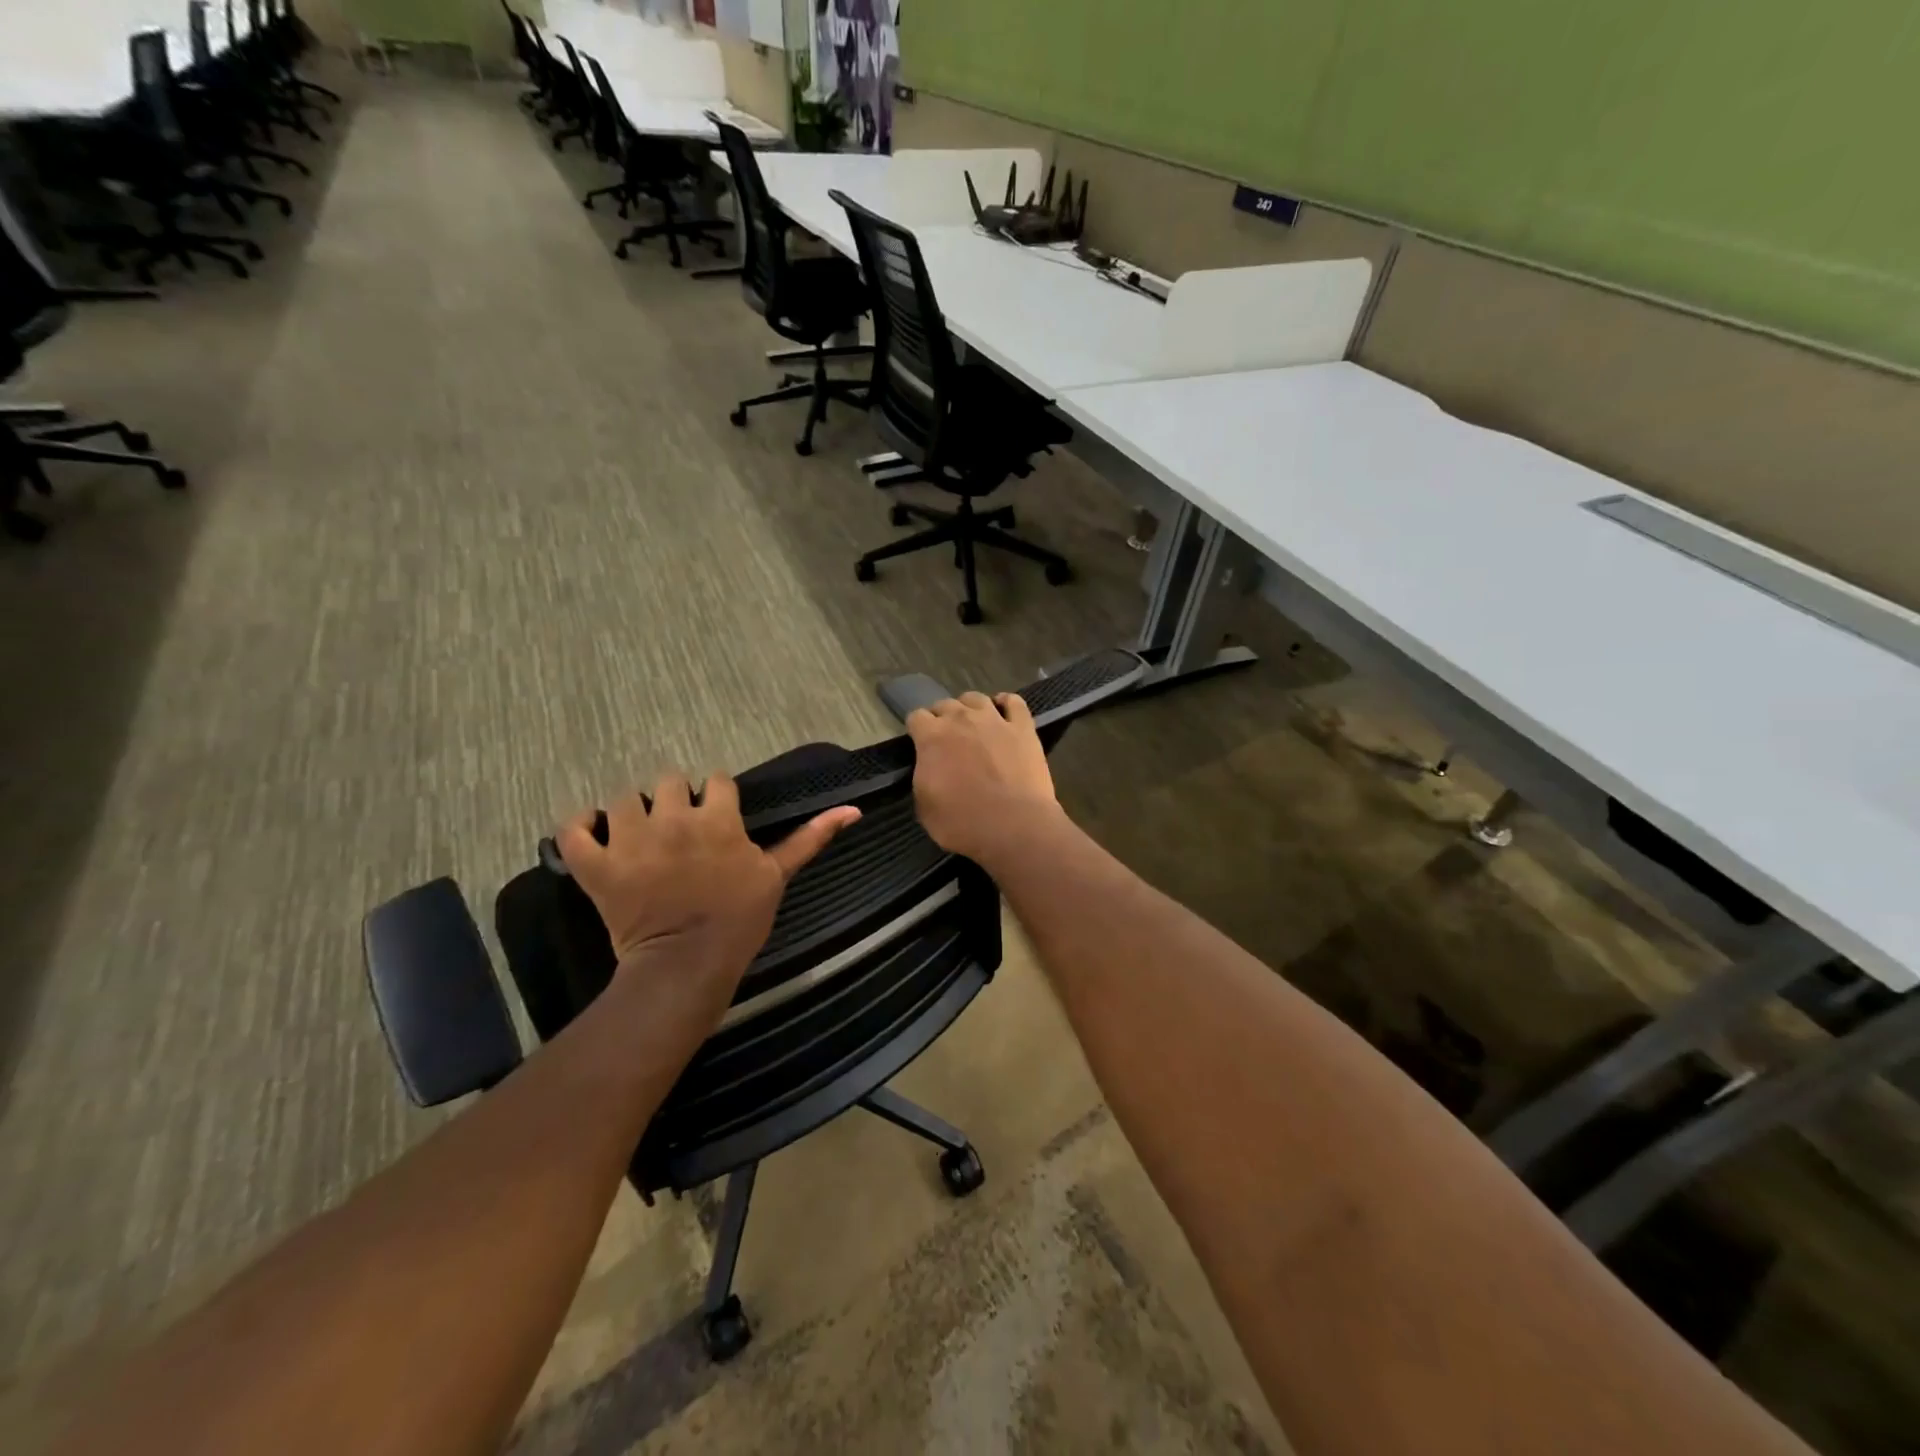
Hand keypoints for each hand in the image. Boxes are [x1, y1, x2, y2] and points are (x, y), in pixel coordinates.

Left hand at [557, 773, 859, 981]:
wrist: (687, 965)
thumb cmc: (739, 920)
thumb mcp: (778, 875)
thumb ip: (810, 838)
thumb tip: (853, 808)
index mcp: (719, 819)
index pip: (717, 780)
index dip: (718, 797)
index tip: (718, 819)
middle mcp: (673, 818)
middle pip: (669, 780)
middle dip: (676, 799)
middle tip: (679, 831)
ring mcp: (630, 840)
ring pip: (623, 798)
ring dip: (631, 812)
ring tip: (639, 836)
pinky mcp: (596, 865)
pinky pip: (572, 829)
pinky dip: (578, 827)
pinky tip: (591, 833)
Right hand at [906, 692, 1060, 863]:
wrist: (1013, 826)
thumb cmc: (962, 823)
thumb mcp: (925, 808)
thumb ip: (923, 778)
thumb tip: (929, 769)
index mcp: (932, 737)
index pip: (916, 717)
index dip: (917, 730)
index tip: (920, 744)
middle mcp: (961, 719)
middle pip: (945, 704)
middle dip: (942, 718)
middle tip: (947, 740)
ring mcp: (995, 720)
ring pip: (976, 698)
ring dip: (970, 708)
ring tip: (973, 724)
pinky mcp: (1023, 728)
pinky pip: (1014, 702)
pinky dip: (1006, 703)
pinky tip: (1004, 711)